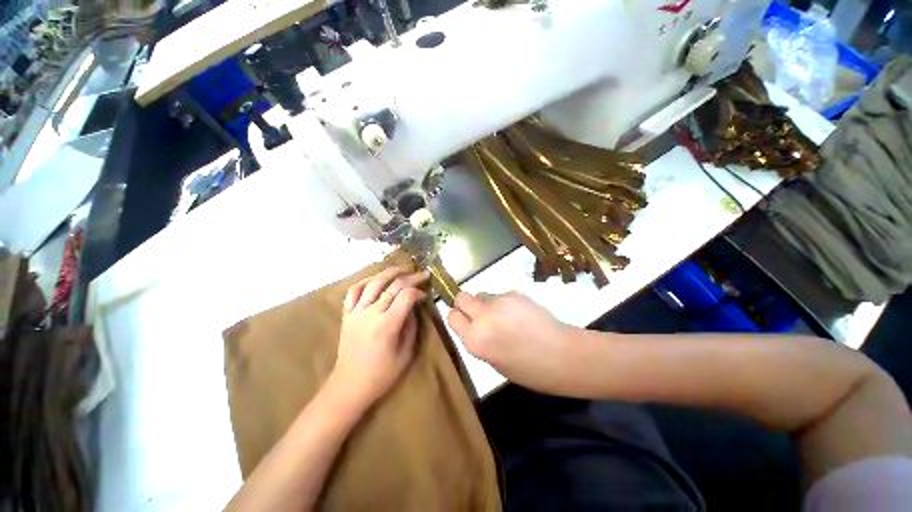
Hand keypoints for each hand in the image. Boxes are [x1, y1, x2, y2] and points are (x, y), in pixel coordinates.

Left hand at [332, 267, 428, 408]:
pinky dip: (365, 281)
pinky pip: (354, 291)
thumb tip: (414, 306)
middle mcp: (371, 313)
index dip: (418, 291)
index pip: (406, 295)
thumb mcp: (406, 352)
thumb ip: (412, 325)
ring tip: (402, 269)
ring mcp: (356, 312)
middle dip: (410, 277)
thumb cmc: (382, 373)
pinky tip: (375, 279)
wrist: (350, 384)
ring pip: (373, 282)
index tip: (424, 295)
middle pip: (393, 285)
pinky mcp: (347, 314)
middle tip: (422, 274)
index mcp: (387, 324)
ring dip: (389, 272)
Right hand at [447, 291, 578, 394]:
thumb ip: (478, 341)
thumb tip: (474, 325)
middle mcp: (482, 317)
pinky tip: (519, 314)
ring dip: (487, 303)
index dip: (459, 319)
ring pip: (482, 294)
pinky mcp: (514, 293)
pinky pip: (500, 295)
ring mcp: (499, 302)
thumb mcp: (494, 362)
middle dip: (466, 304)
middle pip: (461, 297)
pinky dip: (504, 302)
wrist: (564, 356)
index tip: (466, 322)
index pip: (452, 317)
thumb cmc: (529, 370)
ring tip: (504, 316)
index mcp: (474, 340)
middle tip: (480, 314)